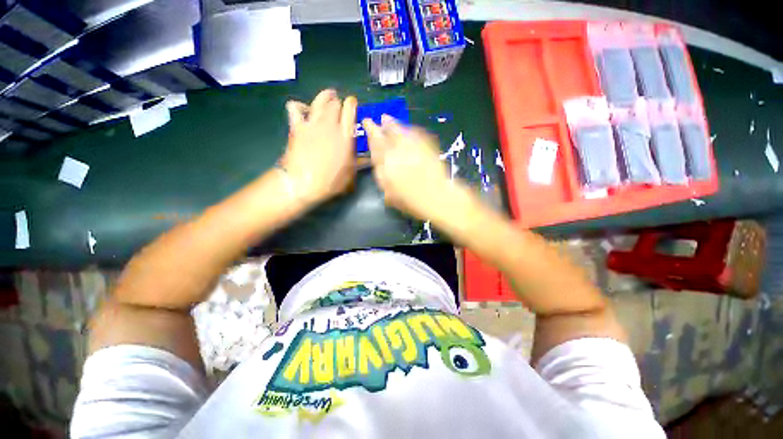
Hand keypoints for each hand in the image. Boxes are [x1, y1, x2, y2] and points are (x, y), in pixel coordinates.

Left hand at [281, 89, 357, 205]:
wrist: (303, 183)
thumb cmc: (331, 181)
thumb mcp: (350, 174)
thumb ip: (358, 162)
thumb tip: (367, 158)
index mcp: (346, 137)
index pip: (350, 111)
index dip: (351, 104)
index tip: (352, 103)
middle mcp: (331, 126)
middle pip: (335, 103)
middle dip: (338, 101)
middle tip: (339, 103)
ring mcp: (313, 124)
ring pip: (319, 101)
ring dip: (324, 97)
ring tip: (328, 96)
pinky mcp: (297, 127)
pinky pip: (295, 108)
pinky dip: (299, 106)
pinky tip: (303, 110)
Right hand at [363, 115, 453, 219]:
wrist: (438, 198)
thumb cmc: (413, 202)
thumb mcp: (391, 196)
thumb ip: (383, 181)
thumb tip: (380, 169)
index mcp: (387, 166)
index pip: (375, 147)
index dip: (370, 136)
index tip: (367, 126)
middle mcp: (398, 153)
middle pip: (386, 136)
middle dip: (378, 127)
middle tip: (374, 120)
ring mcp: (413, 148)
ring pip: (399, 132)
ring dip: (392, 124)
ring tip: (387, 119)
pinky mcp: (427, 146)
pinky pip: (415, 133)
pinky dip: (409, 130)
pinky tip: (407, 130)